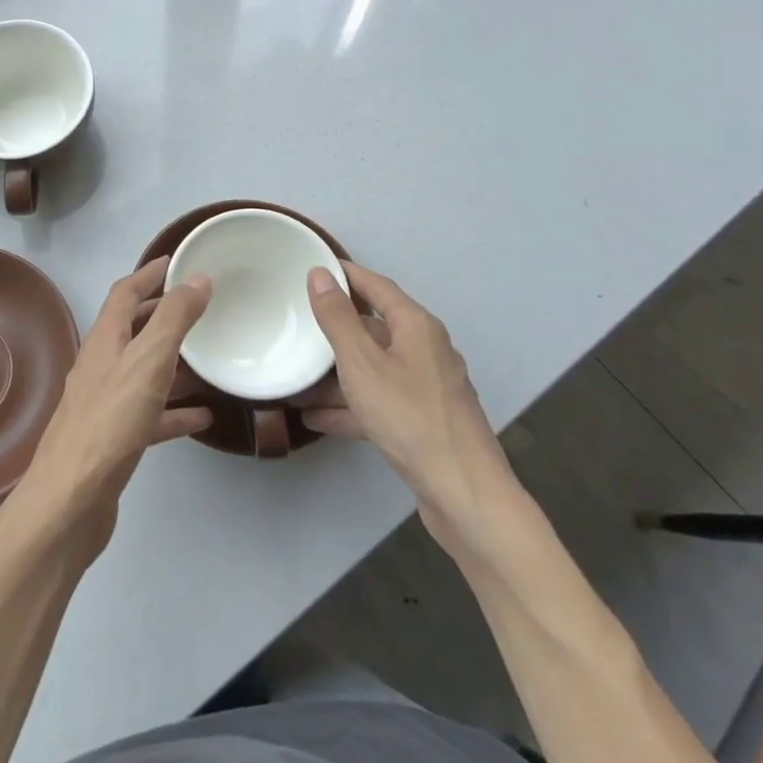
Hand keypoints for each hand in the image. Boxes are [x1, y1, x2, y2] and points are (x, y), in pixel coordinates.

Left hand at [7, 258, 213, 557]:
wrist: (70, 501)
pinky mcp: (114, 439)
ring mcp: (105, 403)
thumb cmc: (110, 422)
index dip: (150, 274)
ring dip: (171, 361)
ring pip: (142, 370)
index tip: (176, 262)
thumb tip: (197, 277)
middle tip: (197, 305)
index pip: (125, 293)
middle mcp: (101, 365)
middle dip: (161, 313)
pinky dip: (173, 410)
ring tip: (206, 357)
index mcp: (104, 340)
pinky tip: (201, 417)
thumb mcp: (148, 361)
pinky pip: (149, 414)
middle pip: (132, 328)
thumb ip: (174, 319)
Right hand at [302, 262, 524, 562]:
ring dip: (337, 373)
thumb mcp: (362, 363)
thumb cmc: (409, 417)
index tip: (313, 267)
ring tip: (297, 377)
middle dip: (336, 327)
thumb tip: (320, 274)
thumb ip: (338, 318)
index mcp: (416, 326)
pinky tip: (316, 419)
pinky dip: (351, 406)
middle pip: (375, 327)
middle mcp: (425, 349)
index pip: (376, 285)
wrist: (465, 495)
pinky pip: (379, 401)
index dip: (345, 274)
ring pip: (374, 368)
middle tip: (297, 321)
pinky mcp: (423, 421)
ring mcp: (427, 388)